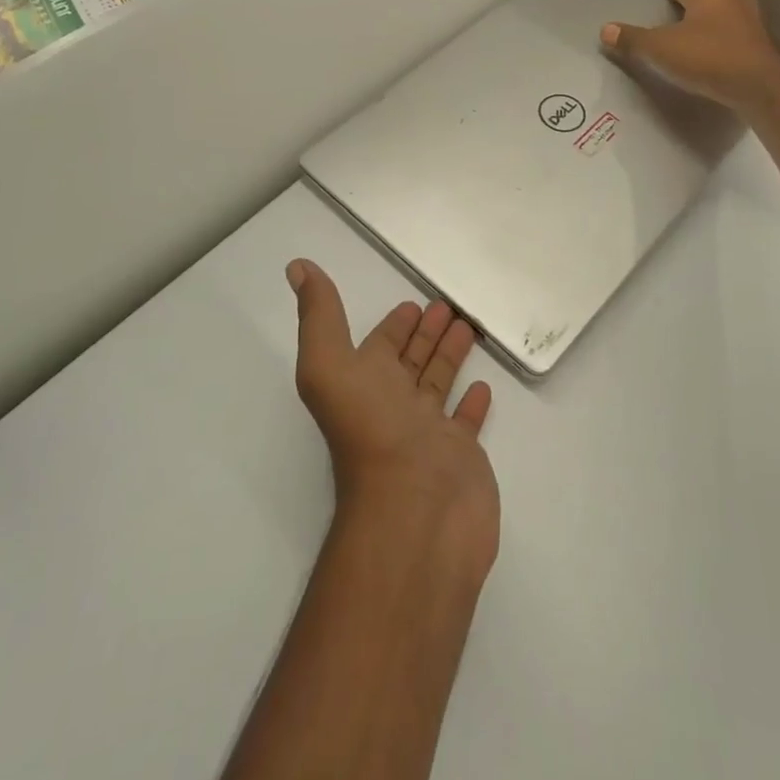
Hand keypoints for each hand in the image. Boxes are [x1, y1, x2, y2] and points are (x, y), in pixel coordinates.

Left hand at [287, 260, 499, 586]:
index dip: (393, 324)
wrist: (415, 512)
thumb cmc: (373, 432)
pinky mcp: (460, 454)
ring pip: (438, 383)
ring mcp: (427, 432)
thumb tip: (297, 267)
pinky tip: (482, 386)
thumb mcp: (330, 365)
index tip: (412, 302)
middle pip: (411, 360)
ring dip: (450, 355)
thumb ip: (319, 316)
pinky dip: (472, 403)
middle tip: (446, 305)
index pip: (380, 344)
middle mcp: (392, 406)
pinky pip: (466, 421)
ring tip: (468, 327)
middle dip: (425, 333)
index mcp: (363, 384)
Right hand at [601, 0, 779, 116]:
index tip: (657, 23)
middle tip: (671, 37)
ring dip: (709, 29)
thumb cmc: (707, 59)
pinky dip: (726, 45)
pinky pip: (737, 37)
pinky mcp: (764, 42)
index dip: (665, 3)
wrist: (759, 88)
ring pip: (722, 17)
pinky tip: (716, 63)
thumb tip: (604, 29)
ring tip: (693, 51)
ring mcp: (753, 18)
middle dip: (688, 14)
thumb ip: (632, 39)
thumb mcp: (661, 50)